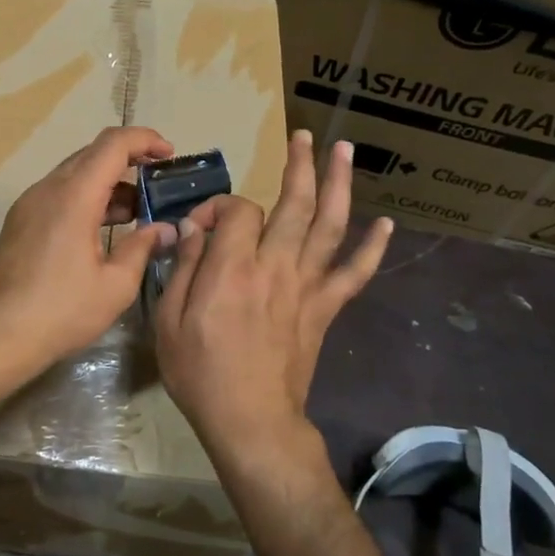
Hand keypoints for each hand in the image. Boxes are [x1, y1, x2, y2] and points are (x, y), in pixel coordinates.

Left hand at [0, 126, 177, 385]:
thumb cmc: (61, 311)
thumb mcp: (115, 285)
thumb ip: (142, 247)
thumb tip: (165, 229)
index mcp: (74, 196)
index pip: (113, 145)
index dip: (145, 140)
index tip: (169, 153)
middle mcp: (48, 189)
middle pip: (92, 154)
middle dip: (129, 160)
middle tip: (158, 182)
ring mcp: (29, 204)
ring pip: (74, 174)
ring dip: (107, 182)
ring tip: (137, 211)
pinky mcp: (20, 221)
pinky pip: (59, 193)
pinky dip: (86, 197)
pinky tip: (103, 228)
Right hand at [155, 130, 393, 457]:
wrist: (251, 421)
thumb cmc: (201, 373)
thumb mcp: (169, 321)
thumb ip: (183, 269)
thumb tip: (193, 230)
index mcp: (232, 269)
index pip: (237, 210)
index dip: (219, 206)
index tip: (201, 225)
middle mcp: (275, 267)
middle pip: (294, 203)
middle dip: (299, 164)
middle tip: (303, 135)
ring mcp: (306, 286)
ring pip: (329, 225)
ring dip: (338, 184)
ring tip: (343, 150)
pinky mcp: (325, 308)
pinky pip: (354, 273)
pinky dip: (372, 248)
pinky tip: (385, 224)